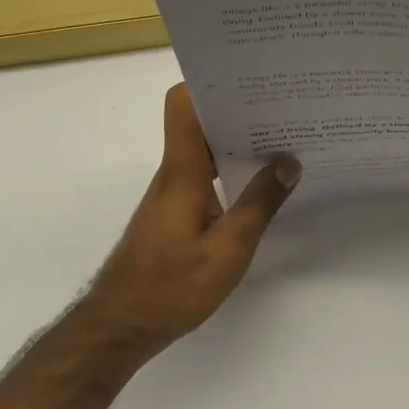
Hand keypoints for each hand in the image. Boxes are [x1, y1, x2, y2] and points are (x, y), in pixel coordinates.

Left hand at [79, 84, 299, 356]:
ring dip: (235, 142)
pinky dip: (228, 170)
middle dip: (238, 111)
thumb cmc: (171, 286)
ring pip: (203, 149)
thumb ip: (260, 204)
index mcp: (183, 169)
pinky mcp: (174, 213)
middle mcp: (174, 172)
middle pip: (200, 122)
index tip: (249, 82)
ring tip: (280, 141)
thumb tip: (289, 161)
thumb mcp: (228, 249)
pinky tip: (257, 185)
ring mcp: (172, 192)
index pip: (183, 104)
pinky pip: (203, 174)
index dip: (211, 84)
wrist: (119, 326)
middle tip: (282, 108)